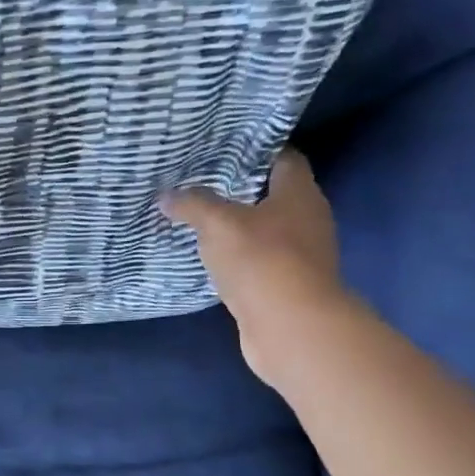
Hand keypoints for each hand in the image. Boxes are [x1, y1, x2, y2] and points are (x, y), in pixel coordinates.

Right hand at [162, 149, 348, 381]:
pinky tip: (212, 257)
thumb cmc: (261, 260)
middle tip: (202, 182)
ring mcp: (301, 255)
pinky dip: (239, 257)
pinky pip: (260, 261)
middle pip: (275, 194)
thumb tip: (166, 195)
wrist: (291, 327)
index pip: (284, 157)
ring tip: (200, 218)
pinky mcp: (288, 285)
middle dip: (242, 189)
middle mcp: (308, 219)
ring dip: (239, 226)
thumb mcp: (218, 224)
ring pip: (266, 230)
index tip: (223, 148)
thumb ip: (193, 205)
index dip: (256, 150)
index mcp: (299, 193)